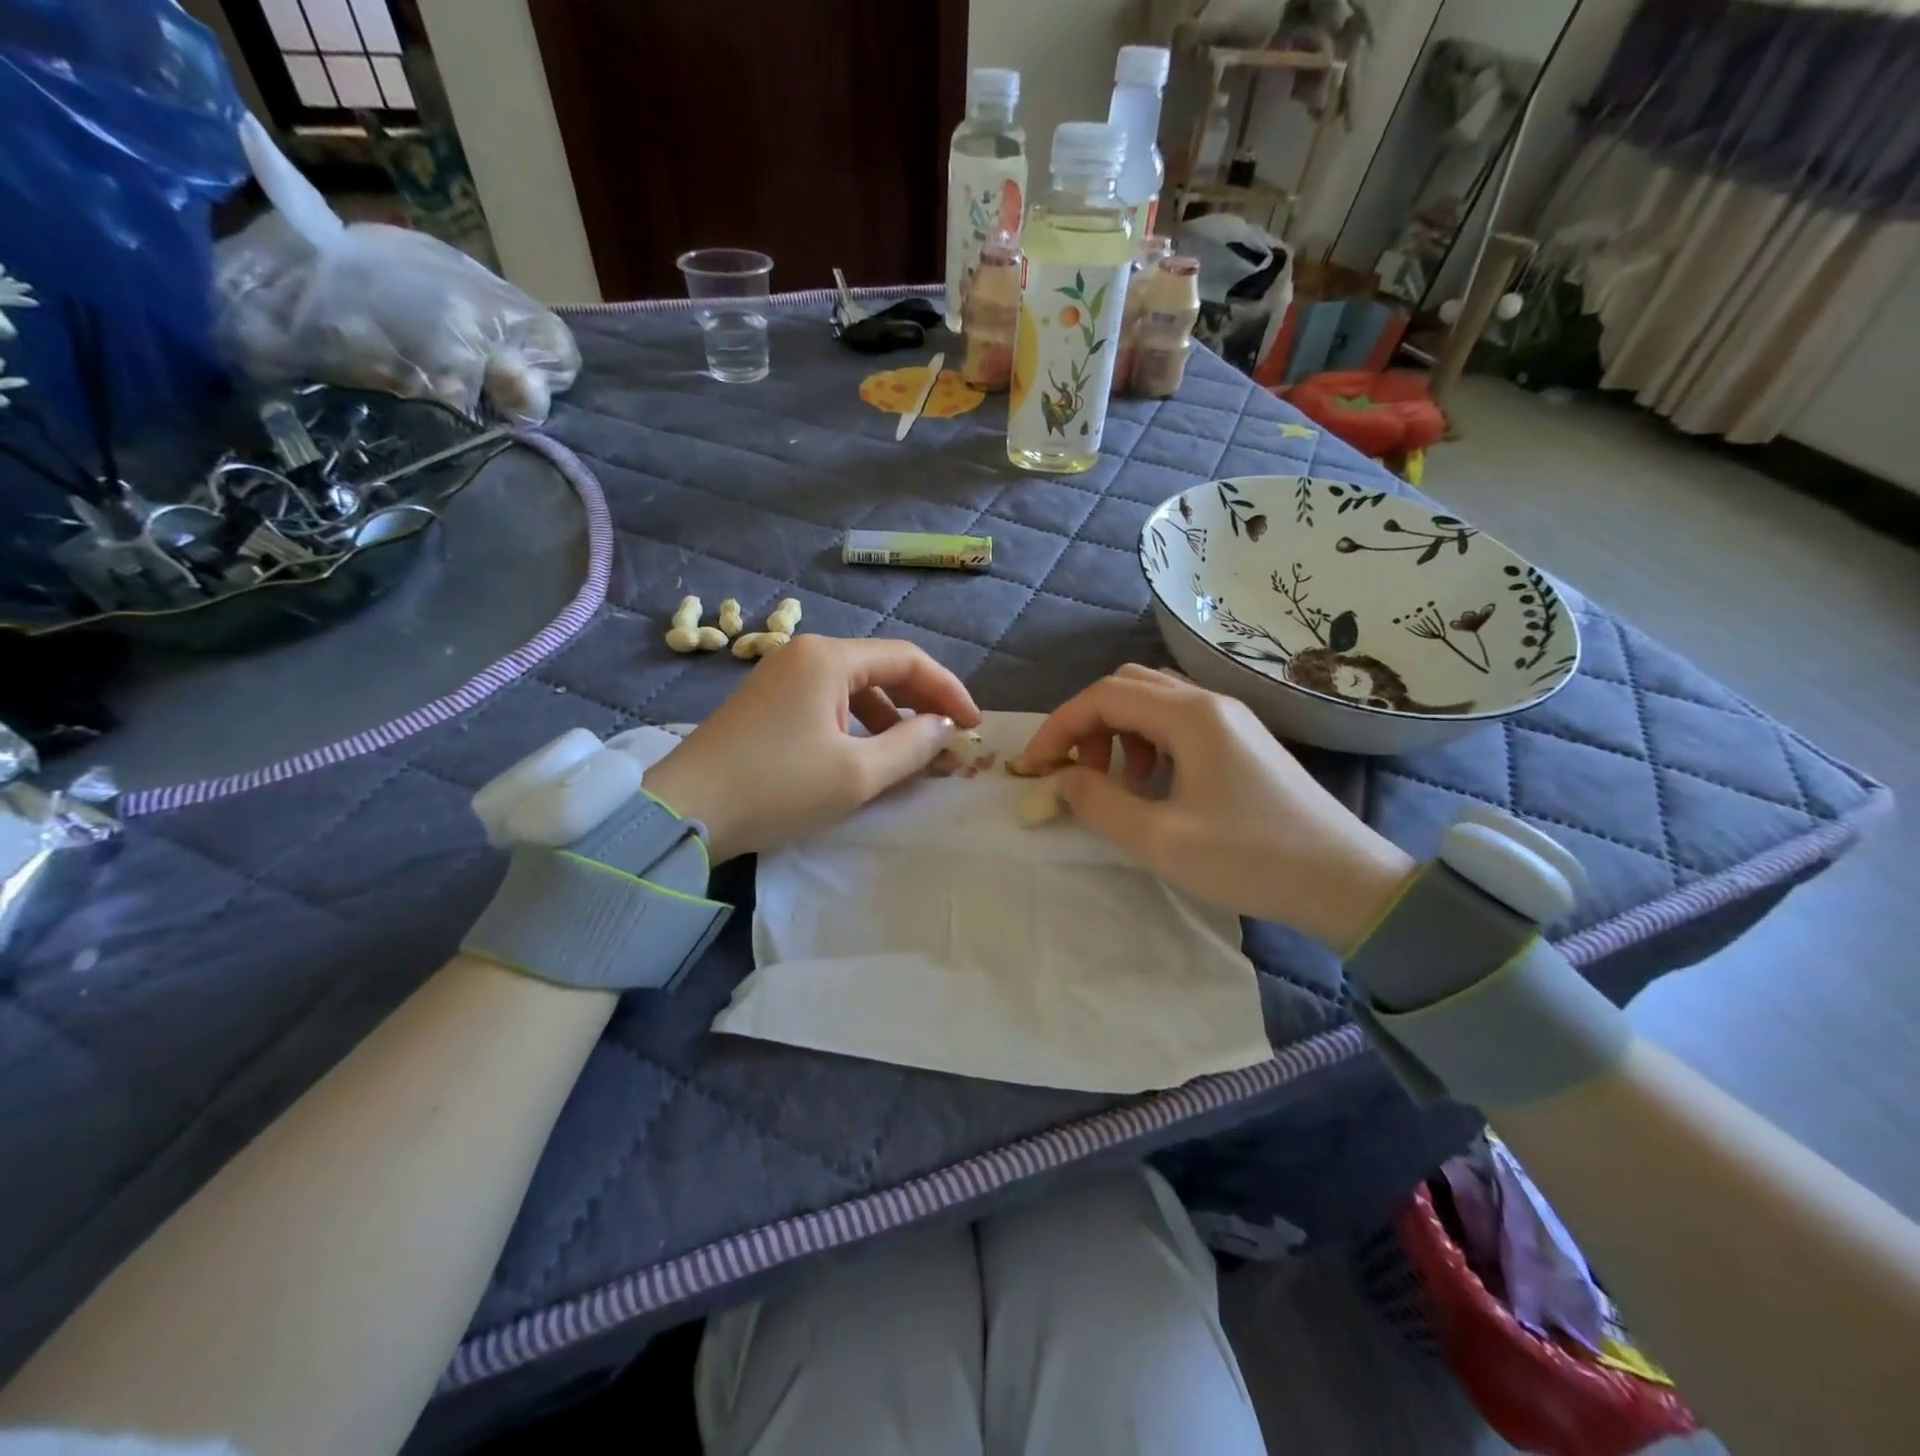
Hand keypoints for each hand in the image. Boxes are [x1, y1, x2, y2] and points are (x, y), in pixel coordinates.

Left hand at [642, 635, 980, 862]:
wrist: (684, 811)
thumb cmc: (778, 787)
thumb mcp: (857, 773)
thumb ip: (912, 745)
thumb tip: (945, 727)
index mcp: (829, 657)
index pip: (908, 660)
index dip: (948, 691)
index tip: (974, 726)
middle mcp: (805, 654)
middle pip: (881, 669)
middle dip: (921, 704)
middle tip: (950, 740)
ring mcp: (781, 677)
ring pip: (855, 688)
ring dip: (890, 719)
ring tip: (912, 757)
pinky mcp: (767, 703)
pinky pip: (828, 704)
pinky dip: (857, 727)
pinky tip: (866, 757)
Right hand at [1019, 665, 1414, 950]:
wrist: (1345, 883)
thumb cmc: (1250, 858)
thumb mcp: (1161, 839)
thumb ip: (1098, 803)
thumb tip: (1061, 780)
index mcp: (1190, 715)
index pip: (1103, 697)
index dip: (1058, 728)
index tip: (1033, 768)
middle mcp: (1210, 703)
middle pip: (1127, 687)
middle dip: (1088, 724)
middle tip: (1077, 773)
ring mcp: (1230, 720)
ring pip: (1153, 702)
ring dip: (1118, 732)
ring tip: (1117, 783)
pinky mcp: (1242, 742)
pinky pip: (1178, 723)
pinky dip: (1147, 743)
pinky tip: (1154, 785)